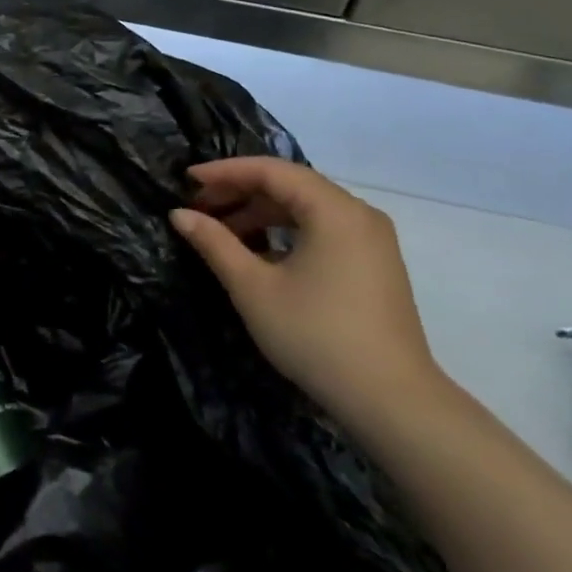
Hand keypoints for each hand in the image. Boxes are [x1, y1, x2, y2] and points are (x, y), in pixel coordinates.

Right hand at [169, 158, 444, 425]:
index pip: (272, 171)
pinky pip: (324, 230)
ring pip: (308, 209)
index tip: (187, 179)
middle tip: (199, 207)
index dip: (225, 171)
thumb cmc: (315, 336)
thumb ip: (215, 244)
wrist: (391, 400)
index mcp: (334, 210)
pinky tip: (260, 253)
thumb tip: (180, 214)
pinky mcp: (375, 264)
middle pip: (292, 185)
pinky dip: (288, 231)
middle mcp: (359, 214)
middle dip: (242, 191)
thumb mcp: (254, 288)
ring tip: (223, 232)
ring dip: (263, 213)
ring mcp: (372, 240)